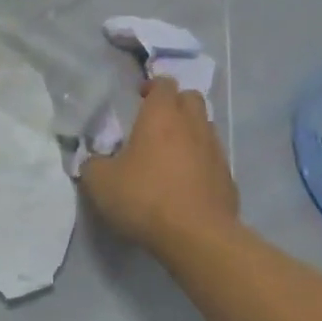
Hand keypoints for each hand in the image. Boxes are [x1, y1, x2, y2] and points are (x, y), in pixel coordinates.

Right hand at [80, 78, 238, 257]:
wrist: (196, 236)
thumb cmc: (144, 198)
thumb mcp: (100, 182)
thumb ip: (93, 164)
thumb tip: (95, 161)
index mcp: (162, 116)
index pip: (164, 84)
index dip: (152, 87)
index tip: (139, 98)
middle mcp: (193, 125)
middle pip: (191, 98)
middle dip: (175, 103)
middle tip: (156, 122)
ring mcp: (215, 151)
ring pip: (206, 127)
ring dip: (190, 132)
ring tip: (171, 153)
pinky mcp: (228, 178)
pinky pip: (213, 159)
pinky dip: (201, 162)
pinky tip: (187, 182)